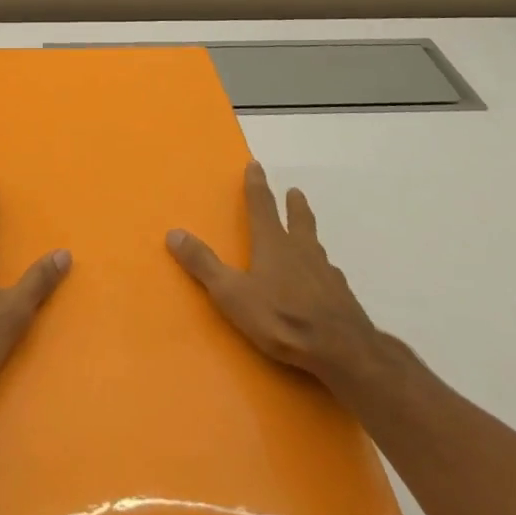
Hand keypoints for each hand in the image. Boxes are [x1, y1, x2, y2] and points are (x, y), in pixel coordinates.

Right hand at [167, 161, 378, 390]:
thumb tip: (174, 233)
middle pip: (298, 220)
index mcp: (273, 244)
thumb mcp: (232, 293)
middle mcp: (301, 250)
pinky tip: (325, 280)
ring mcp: (326, 273)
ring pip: (316, 245)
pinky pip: (329, 274)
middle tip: (295, 191)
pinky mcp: (342, 296)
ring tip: (309, 235)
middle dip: (294, 205)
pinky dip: (323, 270)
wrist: (341, 349)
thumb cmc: (281, 317)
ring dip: (310, 234)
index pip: (261, 206)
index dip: (256, 185)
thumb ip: (203, 264)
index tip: (256, 165)